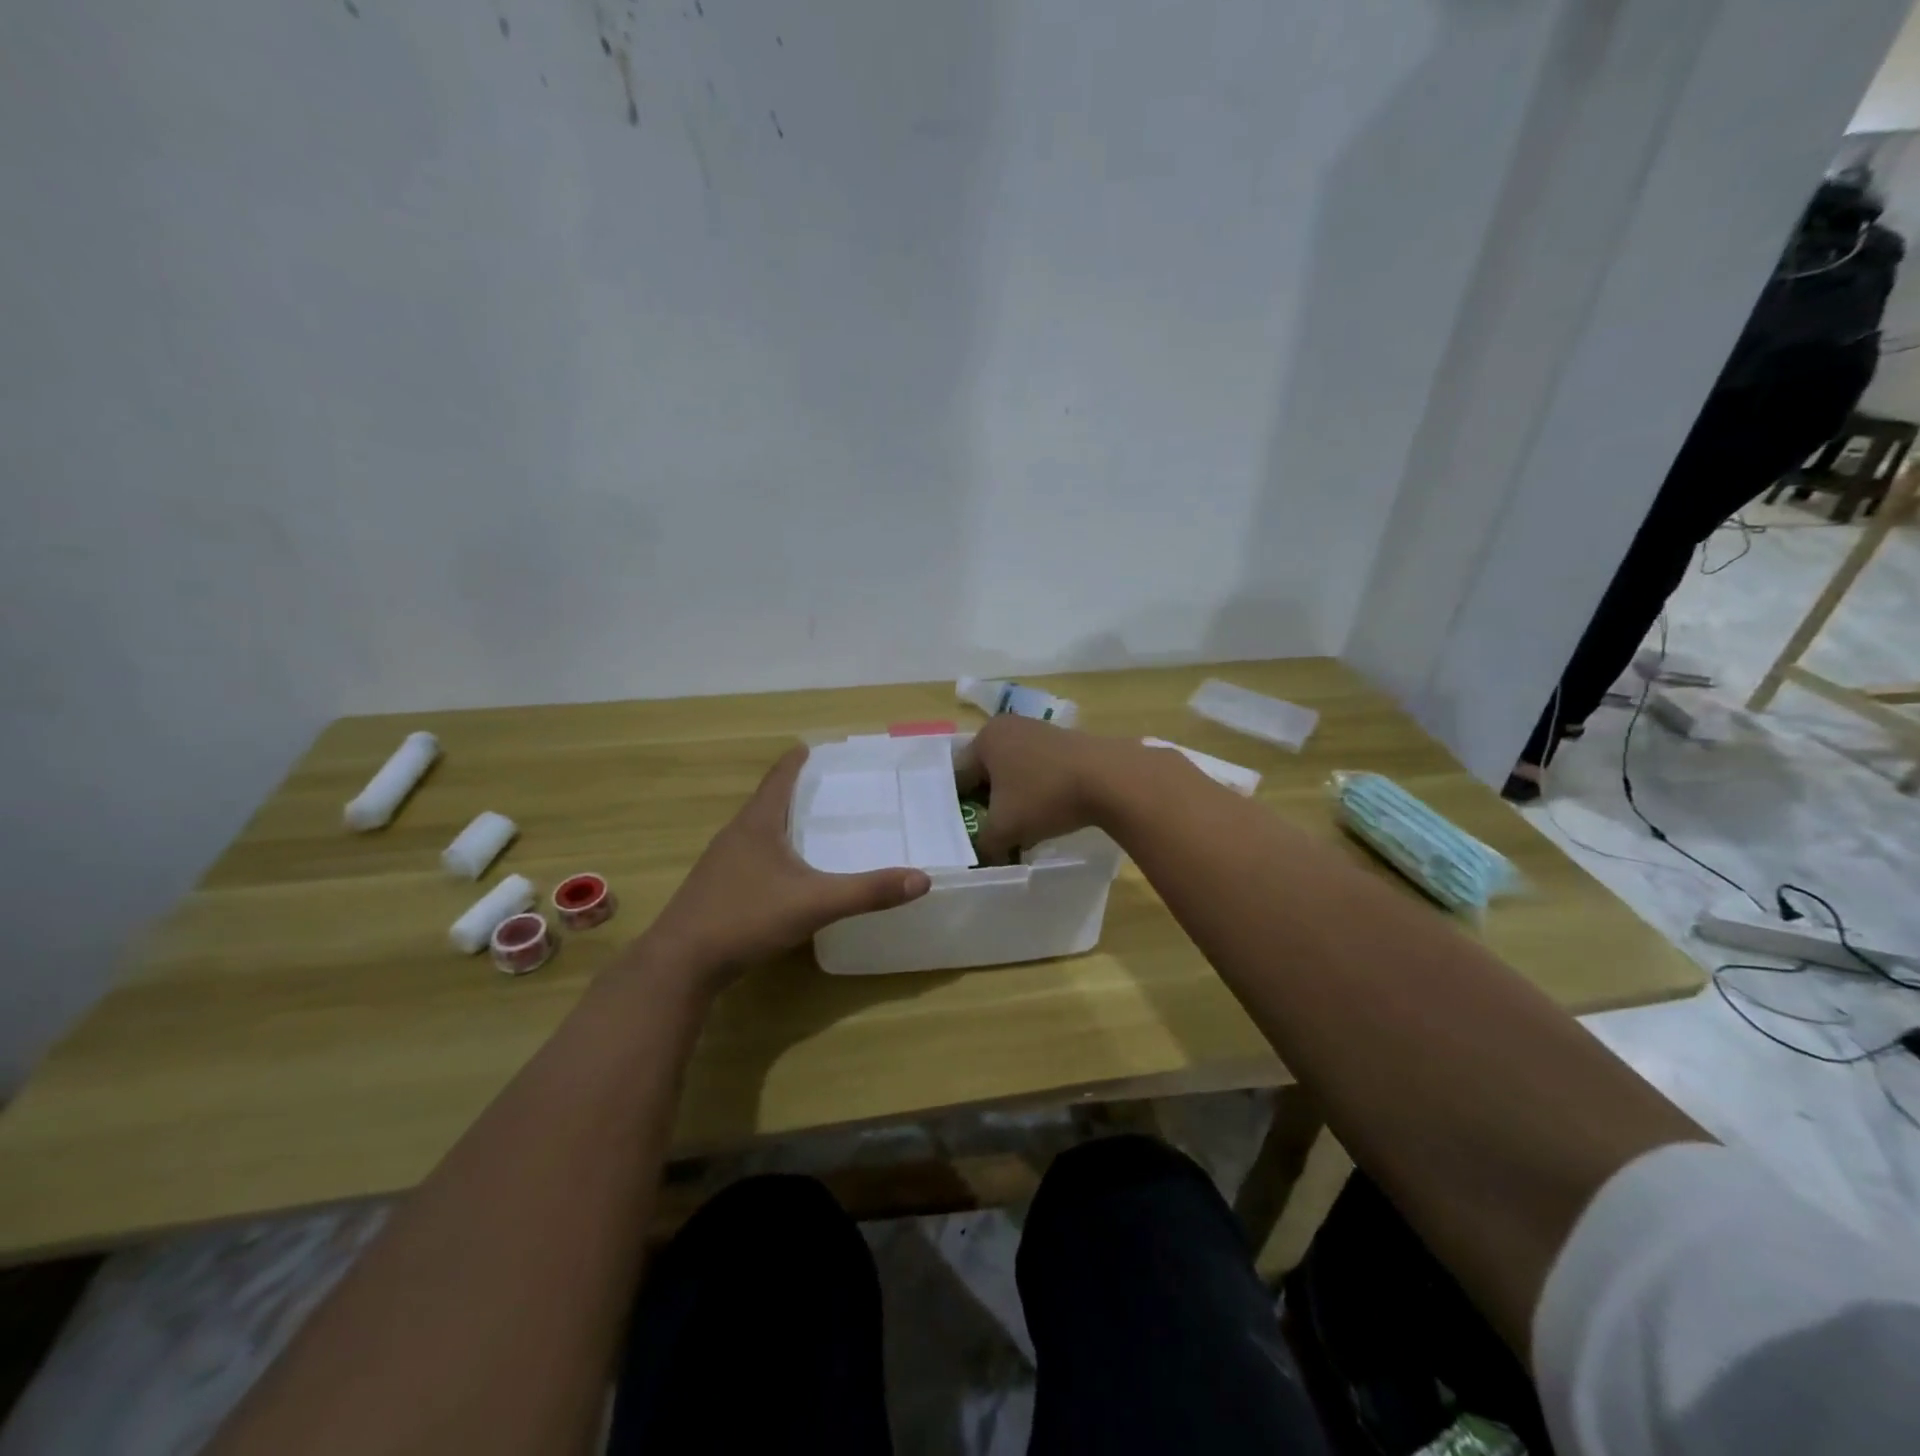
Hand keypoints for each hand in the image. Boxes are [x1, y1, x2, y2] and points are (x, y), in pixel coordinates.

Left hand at [637, 746, 930, 995]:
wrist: (680, 964)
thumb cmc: (745, 918)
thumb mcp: (814, 903)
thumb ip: (867, 892)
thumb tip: (922, 878)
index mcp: (757, 824)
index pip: (779, 778)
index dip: (797, 760)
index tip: (813, 746)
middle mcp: (736, 835)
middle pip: (768, 801)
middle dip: (795, 790)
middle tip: (827, 786)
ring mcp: (721, 863)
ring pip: (757, 831)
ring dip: (782, 821)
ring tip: (811, 824)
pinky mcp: (716, 889)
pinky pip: (750, 856)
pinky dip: (772, 851)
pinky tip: (786, 872)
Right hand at [954, 716, 1150, 862]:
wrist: (1111, 779)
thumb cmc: (1045, 796)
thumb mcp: (1005, 829)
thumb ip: (983, 845)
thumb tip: (982, 857)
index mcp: (985, 738)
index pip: (958, 777)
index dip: (957, 810)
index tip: (965, 835)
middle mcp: (1009, 727)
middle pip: (985, 774)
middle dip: (987, 805)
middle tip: (990, 835)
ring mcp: (1039, 731)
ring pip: (1013, 773)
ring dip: (1013, 801)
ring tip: (1020, 830)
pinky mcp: (1065, 742)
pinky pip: (1038, 771)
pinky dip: (1036, 793)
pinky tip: (1047, 814)